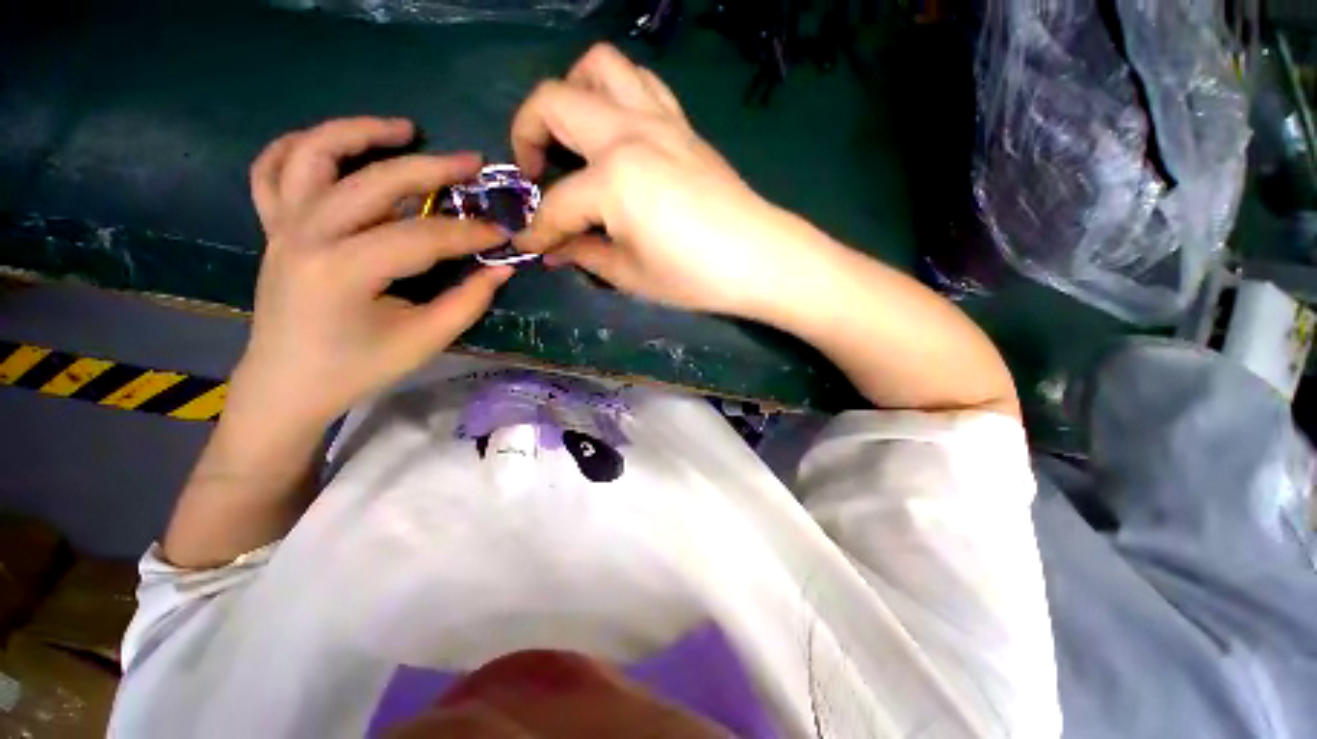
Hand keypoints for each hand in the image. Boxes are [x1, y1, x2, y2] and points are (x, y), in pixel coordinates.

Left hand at [235, 117, 511, 426]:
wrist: (288, 384)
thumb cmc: (358, 368)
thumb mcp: (425, 340)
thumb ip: (469, 300)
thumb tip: (503, 268)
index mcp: (344, 271)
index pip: (422, 236)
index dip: (470, 233)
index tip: (504, 233)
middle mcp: (307, 235)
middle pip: (375, 181)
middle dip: (432, 168)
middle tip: (472, 163)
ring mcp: (283, 225)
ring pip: (314, 154)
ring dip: (360, 132)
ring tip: (404, 130)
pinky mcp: (273, 227)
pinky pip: (273, 170)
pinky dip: (300, 145)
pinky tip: (333, 144)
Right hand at [511, 44, 803, 317]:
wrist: (760, 259)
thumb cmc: (695, 276)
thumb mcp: (630, 275)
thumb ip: (584, 254)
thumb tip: (554, 250)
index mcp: (614, 179)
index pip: (557, 204)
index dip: (537, 230)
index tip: (528, 245)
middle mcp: (629, 132)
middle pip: (554, 101)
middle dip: (527, 134)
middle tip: (535, 174)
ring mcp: (660, 119)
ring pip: (600, 66)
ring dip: (571, 93)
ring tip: (572, 137)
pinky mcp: (682, 124)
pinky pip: (641, 83)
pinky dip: (615, 94)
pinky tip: (616, 131)